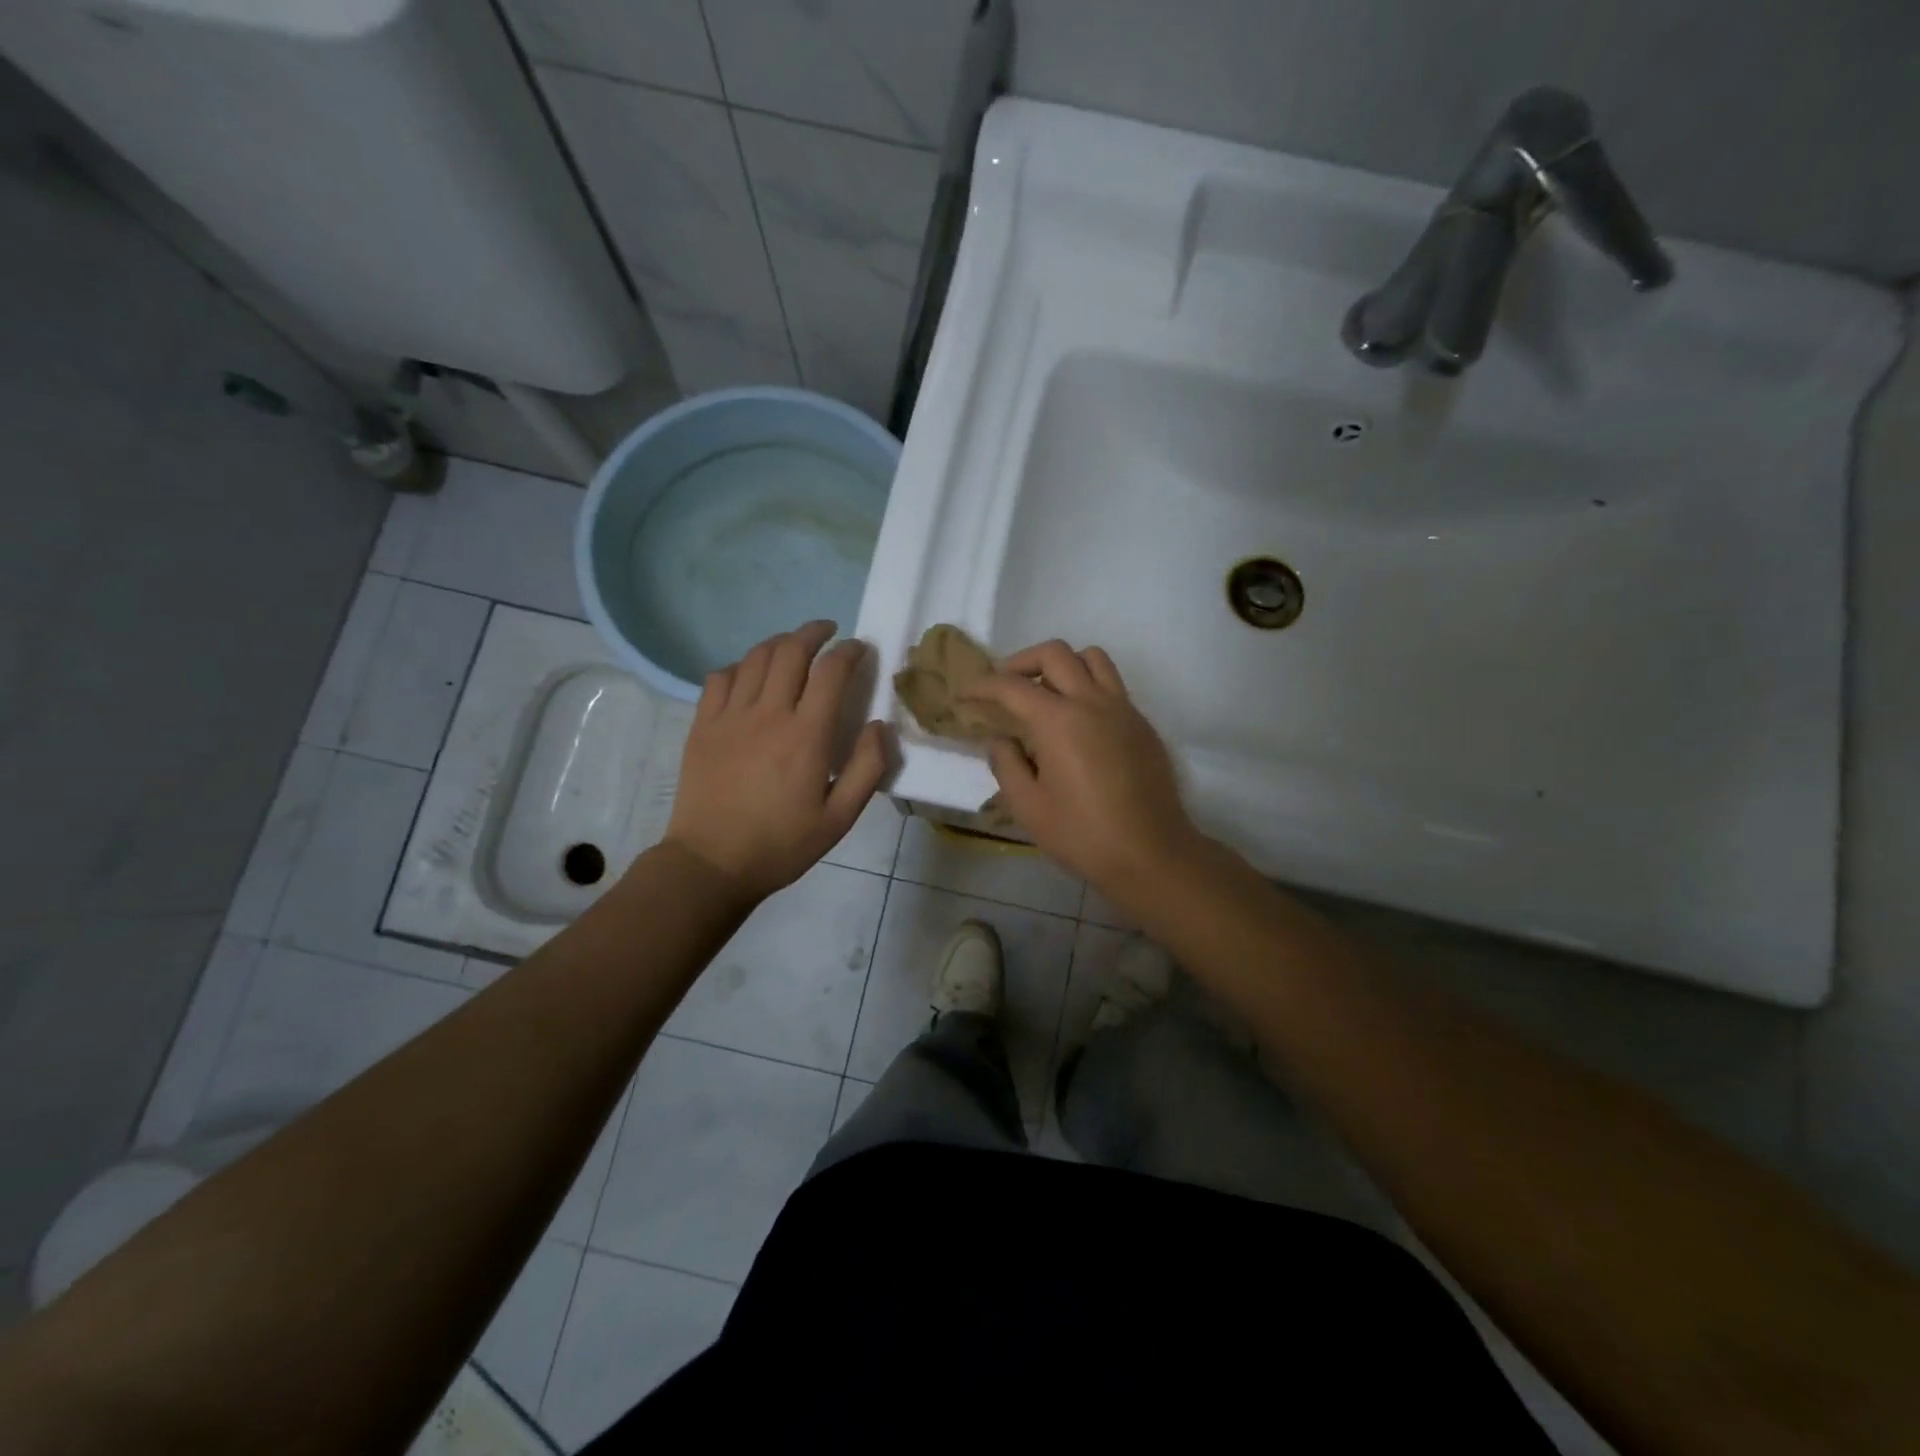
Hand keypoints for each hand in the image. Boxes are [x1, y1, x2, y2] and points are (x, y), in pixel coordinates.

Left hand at [664, 621, 889, 901]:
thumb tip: (881, 725)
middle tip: (829, 633)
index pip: (832, 672)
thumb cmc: (781, 844)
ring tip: (794, 645)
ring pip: (756, 657)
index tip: (860, 649)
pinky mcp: (702, 725)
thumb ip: (868, 768)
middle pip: (791, 651)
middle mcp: (768, 714)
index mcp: (807, 736)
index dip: (850, 652)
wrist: (711, 864)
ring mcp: (730, 716)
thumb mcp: (839, 818)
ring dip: (780, 642)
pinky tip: (750, 675)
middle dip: (814, 632)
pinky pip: (721, 677)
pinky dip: (741, 665)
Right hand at [961, 641, 1202, 892]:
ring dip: (1062, 665)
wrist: (1151, 854)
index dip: (982, 685)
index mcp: (1058, 720)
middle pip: (1054, 653)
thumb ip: (1006, 764)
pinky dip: (1088, 687)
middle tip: (1004, 687)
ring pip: (1092, 658)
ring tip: (1045, 693)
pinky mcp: (1142, 724)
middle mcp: (1092, 702)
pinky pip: (1112, 686)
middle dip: (1021, 662)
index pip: (1011, 686)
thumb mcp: (1028, 807)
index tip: (964, 694)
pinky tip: (1078, 723)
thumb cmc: (1082, 835)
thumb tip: (998, 739)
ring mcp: (1123, 709)